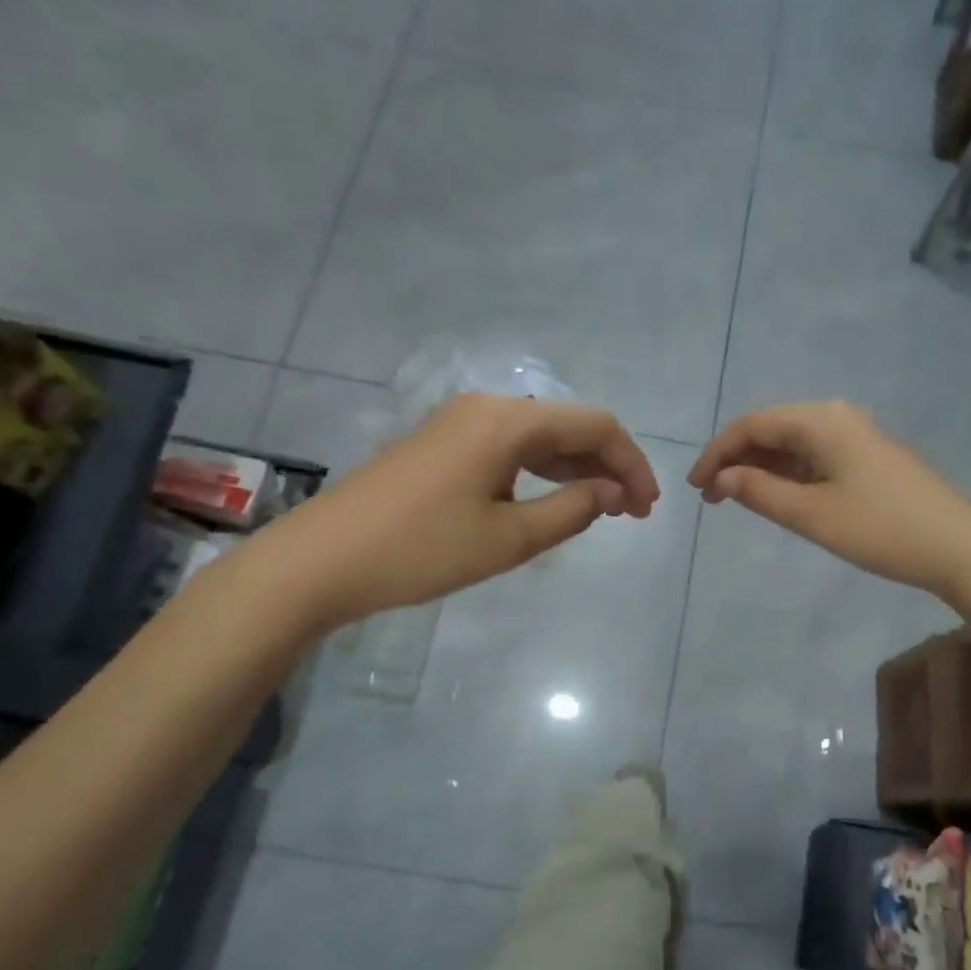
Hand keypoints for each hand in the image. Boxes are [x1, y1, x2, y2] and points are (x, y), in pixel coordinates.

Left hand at [249, 393, 657, 632]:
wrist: (322, 561)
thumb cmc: (422, 550)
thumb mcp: (509, 538)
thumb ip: (571, 510)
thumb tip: (611, 493)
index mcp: (508, 421)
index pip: (594, 425)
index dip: (630, 463)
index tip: (648, 507)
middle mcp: (487, 408)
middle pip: (568, 426)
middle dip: (608, 466)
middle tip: (632, 514)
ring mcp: (460, 424)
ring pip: (540, 438)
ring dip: (577, 470)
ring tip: (604, 511)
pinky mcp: (443, 445)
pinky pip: (510, 449)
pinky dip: (542, 473)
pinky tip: (554, 500)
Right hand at [687, 401, 970, 601]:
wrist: (959, 548)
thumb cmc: (880, 530)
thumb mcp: (811, 515)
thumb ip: (760, 492)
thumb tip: (724, 477)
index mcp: (821, 420)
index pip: (753, 425)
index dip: (717, 453)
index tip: (695, 486)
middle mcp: (838, 417)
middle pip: (772, 429)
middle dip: (737, 460)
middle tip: (712, 497)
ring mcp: (858, 436)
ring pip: (794, 444)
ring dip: (762, 468)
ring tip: (736, 499)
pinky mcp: (870, 458)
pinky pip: (816, 457)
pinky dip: (790, 474)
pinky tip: (778, 496)